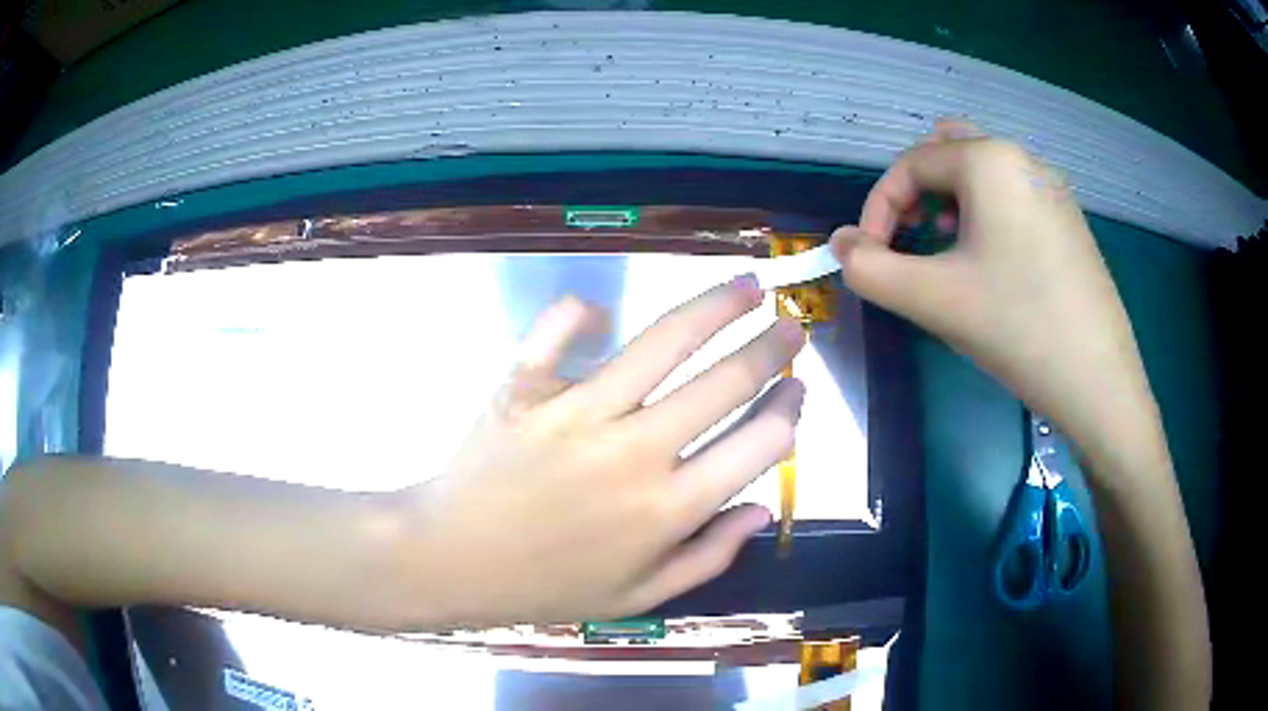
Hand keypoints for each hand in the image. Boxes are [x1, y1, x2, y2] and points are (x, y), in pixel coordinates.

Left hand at [388, 279, 805, 626]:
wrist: (451, 561)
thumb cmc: (547, 586)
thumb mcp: (639, 596)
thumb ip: (710, 556)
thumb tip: (764, 507)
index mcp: (669, 509)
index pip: (758, 443)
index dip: (789, 410)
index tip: (796, 391)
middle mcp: (636, 451)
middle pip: (725, 382)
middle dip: (771, 348)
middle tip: (791, 327)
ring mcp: (578, 412)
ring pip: (664, 342)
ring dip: (715, 307)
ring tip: (746, 286)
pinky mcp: (526, 388)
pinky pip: (558, 331)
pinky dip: (578, 313)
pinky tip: (598, 309)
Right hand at [831, 121, 1157, 464]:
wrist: (1100, 383)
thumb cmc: (1018, 328)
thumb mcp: (932, 299)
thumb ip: (869, 268)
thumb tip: (841, 245)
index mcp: (989, 159)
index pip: (910, 163)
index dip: (878, 207)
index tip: (871, 257)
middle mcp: (1022, 158)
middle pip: (948, 152)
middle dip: (916, 193)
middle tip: (910, 241)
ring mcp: (1052, 188)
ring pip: (983, 173)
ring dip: (951, 203)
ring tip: (948, 254)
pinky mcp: (1069, 220)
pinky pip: (1013, 196)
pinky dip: (987, 216)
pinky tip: (993, 266)